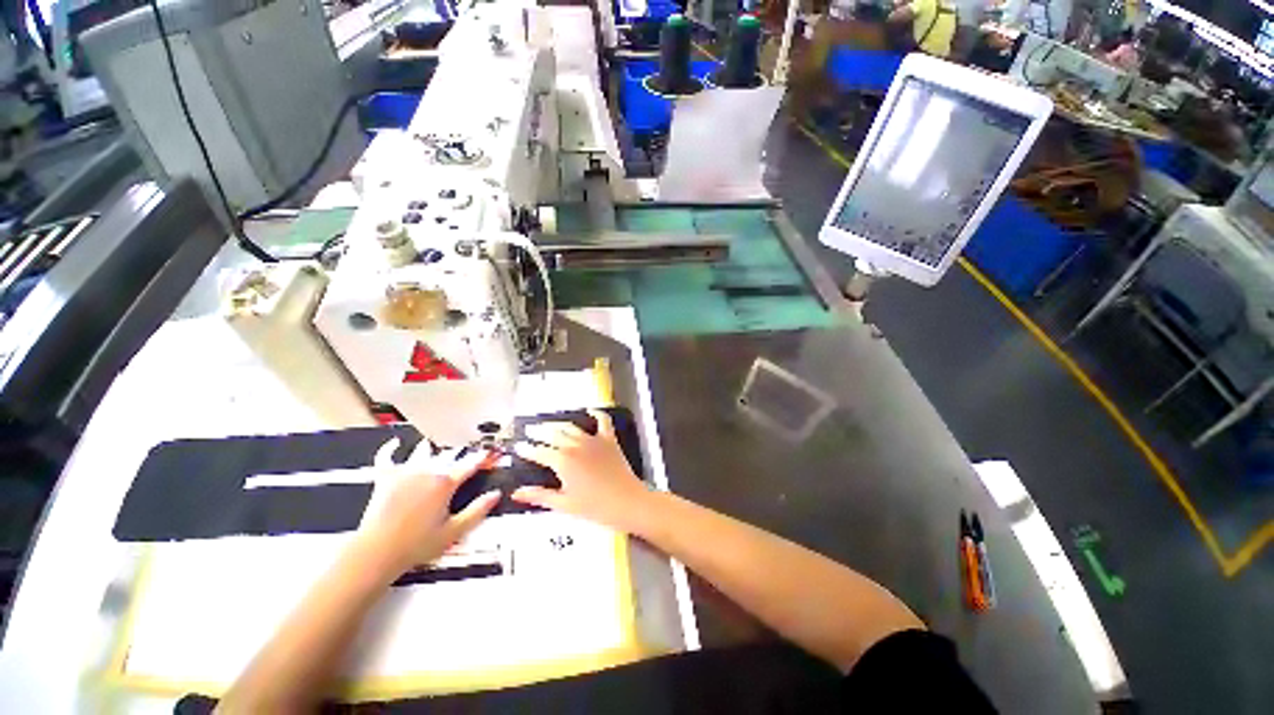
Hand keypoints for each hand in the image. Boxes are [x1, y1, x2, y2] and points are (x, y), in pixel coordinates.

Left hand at [357, 439, 500, 575]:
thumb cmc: (415, 545)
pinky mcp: (385, 478)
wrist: (376, 553)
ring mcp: (404, 473)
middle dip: (458, 452)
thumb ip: (478, 511)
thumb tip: (495, 495)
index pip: (469, 465)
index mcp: (445, 484)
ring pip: (422, 452)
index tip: (488, 452)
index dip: (481, 458)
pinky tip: (394, 444)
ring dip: (431, 448)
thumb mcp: (454, 531)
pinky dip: (390, 449)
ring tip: (438, 445)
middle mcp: (427, 472)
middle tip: (465, 450)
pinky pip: (386, 457)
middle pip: (447, 455)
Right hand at [511, 409, 649, 531]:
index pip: (539, 452)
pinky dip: (596, 414)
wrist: (627, 502)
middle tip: (530, 431)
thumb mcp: (564, 504)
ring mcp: (593, 440)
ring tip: (550, 424)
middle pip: (553, 434)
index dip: (527, 449)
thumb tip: (517, 493)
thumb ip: (539, 496)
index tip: (519, 447)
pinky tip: (590, 410)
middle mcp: (576, 446)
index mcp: (563, 461)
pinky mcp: (609, 440)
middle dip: (539, 432)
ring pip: (572, 426)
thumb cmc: (596, 507)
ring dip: (559, 424)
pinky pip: (603, 421)